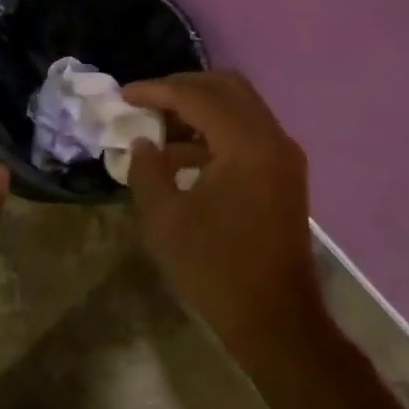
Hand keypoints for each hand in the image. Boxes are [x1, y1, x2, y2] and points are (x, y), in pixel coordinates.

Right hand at [123, 71, 323, 358]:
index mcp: (246, 144)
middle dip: (182, 88)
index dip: (156, 90)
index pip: (196, 96)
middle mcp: (272, 138)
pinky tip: (182, 156)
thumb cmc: (216, 269)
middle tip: (146, 102)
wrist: (277, 320)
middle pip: (225, 87)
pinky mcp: (284, 174)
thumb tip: (143, 142)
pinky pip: (247, 132)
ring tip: (158, 128)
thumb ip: (147, 170)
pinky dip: (215, 131)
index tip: (124, 95)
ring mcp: (283, 155)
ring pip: (239, 107)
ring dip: (199, 109)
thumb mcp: (165, 220)